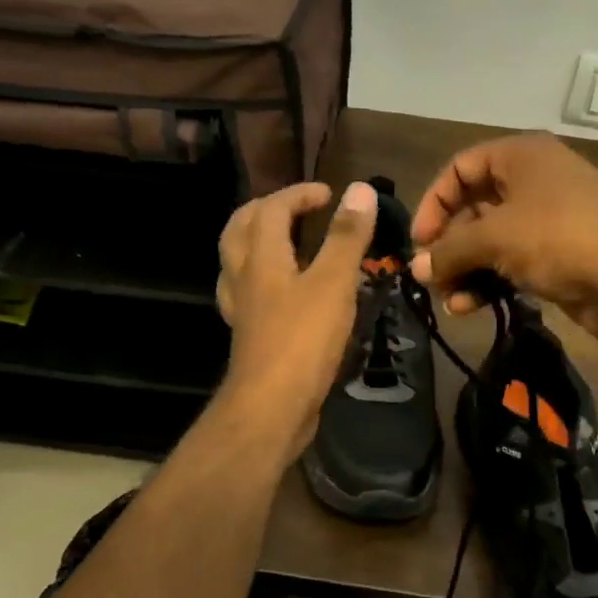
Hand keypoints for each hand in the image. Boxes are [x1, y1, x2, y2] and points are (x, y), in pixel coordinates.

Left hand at [215, 180, 377, 457]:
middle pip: (239, 229)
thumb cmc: (303, 341)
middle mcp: (243, 278)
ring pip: (237, 261)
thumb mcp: (333, 284)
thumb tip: (361, 190)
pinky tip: (283, 291)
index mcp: (262, 258)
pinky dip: (263, 279)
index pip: (271, 209)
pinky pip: (247, 293)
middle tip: (297, 209)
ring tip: (286, 241)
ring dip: (257, 241)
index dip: (298, 194)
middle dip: (266, 210)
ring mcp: (242, 309)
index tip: (329, 195)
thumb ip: (347, 237)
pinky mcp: (248, 336)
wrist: (271, 408)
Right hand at [408, 134, 597, 344]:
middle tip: (431, 278)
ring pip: (492, 240)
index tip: (419, 242)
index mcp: (521, 156)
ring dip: (466, 269)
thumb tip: (418, 269)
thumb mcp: (495, 237)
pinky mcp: (558, 255)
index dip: (434, 202)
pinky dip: (490, 281)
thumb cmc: (559, 238)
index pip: (460, 168)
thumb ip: (450, 250)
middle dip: (450, 245)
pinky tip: (472, 307)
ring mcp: (549, 219)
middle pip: (474, 207)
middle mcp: (534, 180)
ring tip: (451, 302)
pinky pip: (512, 262)